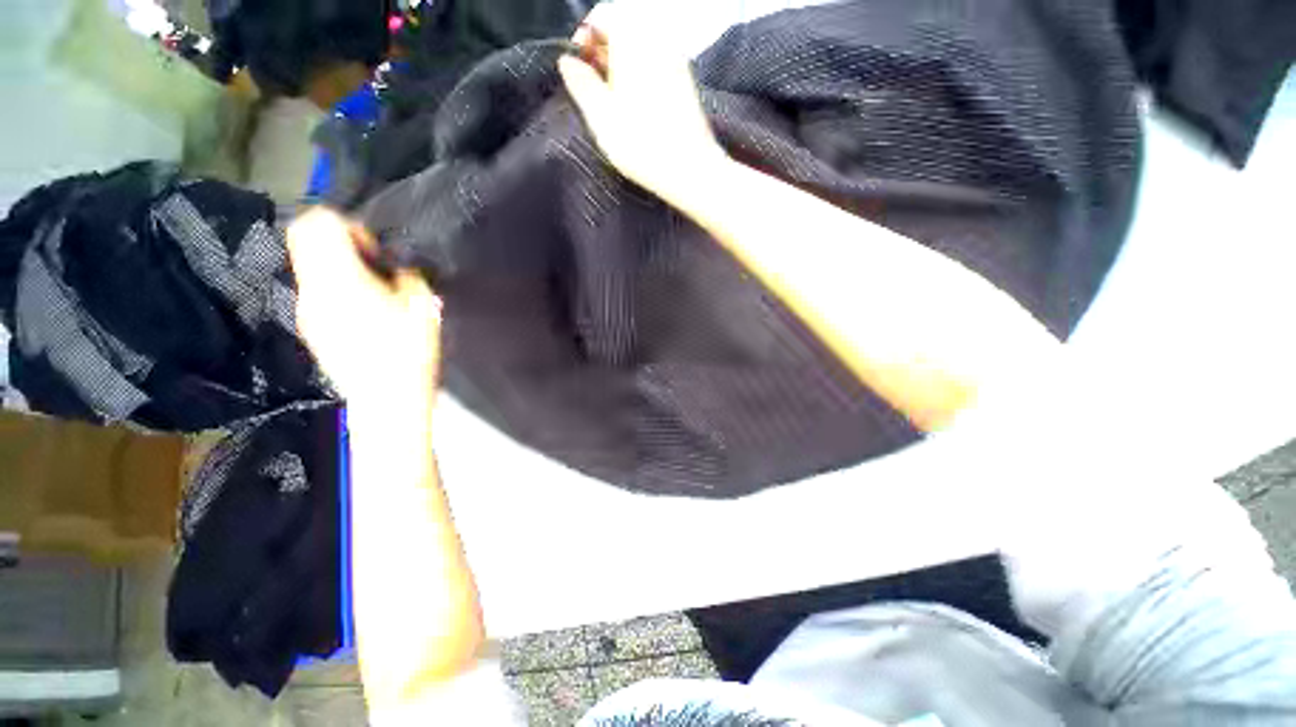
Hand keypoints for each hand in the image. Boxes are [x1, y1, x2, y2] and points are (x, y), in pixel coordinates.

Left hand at [287, 208, 441, 405]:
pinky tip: (363, 313)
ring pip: (309, 267)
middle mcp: (313, 289)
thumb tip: (394, 268)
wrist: (386, 398)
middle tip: (372, 265)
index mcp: (339, 279)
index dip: (345, 225)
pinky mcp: (310, 327)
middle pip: (304, 240)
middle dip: (336, 241)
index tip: (372, 249)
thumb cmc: (409, 350)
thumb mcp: (423, 305)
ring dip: (337, 267)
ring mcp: (307, 310)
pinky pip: (316, 292)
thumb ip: (406, 275)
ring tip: (373, 292)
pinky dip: (334, 288)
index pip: (317, 224)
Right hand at [558, 3, 727, 205]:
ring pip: (639, 52)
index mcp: (633, 37)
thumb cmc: (640, 142)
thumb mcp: (600, 115)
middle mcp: (658, 39)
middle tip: (593, 91)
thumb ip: (580, 82)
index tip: (576, 70)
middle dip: (602, 55)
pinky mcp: (686, 84)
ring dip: (620, 69)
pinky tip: (636, 109)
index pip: (601, 15)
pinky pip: (656, 68)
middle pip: (622, 31)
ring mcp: (676, 60)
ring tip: (613, 104)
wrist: (690, 169)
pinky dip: (640, 79)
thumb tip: (567, 61)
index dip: (582, 38)